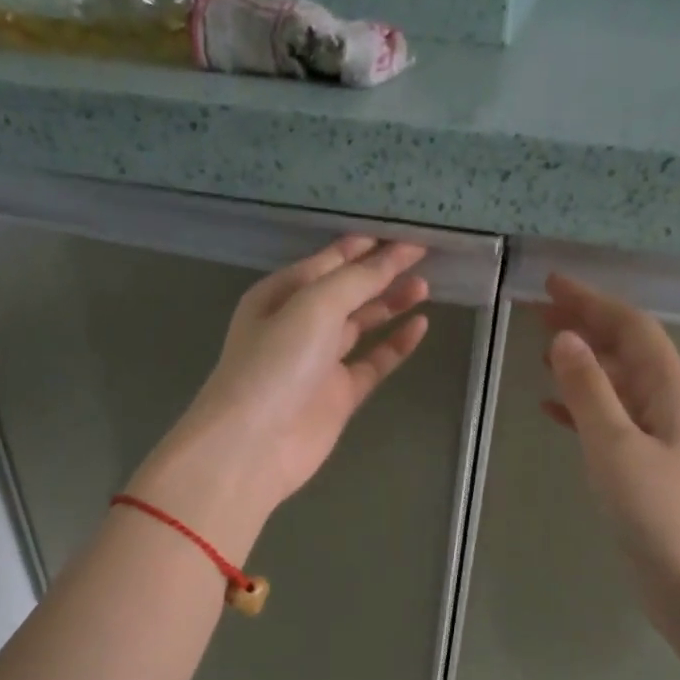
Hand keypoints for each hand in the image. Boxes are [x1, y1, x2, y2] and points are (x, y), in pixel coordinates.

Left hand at [129, 236, 429, 555]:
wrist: (254, 444)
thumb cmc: (276, 363)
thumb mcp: (314, 306)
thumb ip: (357, 280)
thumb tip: (394, 255)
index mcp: (281, 294)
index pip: (330, 261)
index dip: (367, 246)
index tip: (407, 235)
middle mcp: (298, 324)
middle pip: (347, 291)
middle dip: (382, 273)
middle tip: (423, 259)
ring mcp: (319, 362)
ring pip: (361, 325)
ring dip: (390, 305)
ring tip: (425, 287)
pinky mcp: (338, 395)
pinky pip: (373, 363)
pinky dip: (395, 346)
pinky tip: (419, 327)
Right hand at [538, 273, 679, 640]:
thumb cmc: (658, 513)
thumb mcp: (616, 446)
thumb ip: (588, 391)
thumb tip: (566, 339)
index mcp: (670, 391)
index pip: (631, 328)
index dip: (593, 301)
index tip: (552, 284)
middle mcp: (668, 404)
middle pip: (625, 350)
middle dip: (586, 326)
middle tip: (539, 313)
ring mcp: (658, 436)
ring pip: (616, 384)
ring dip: (581, 364)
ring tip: (541, 352)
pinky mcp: (643, 466)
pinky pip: (608, 419)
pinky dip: (580, 407)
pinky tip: (551, 409)